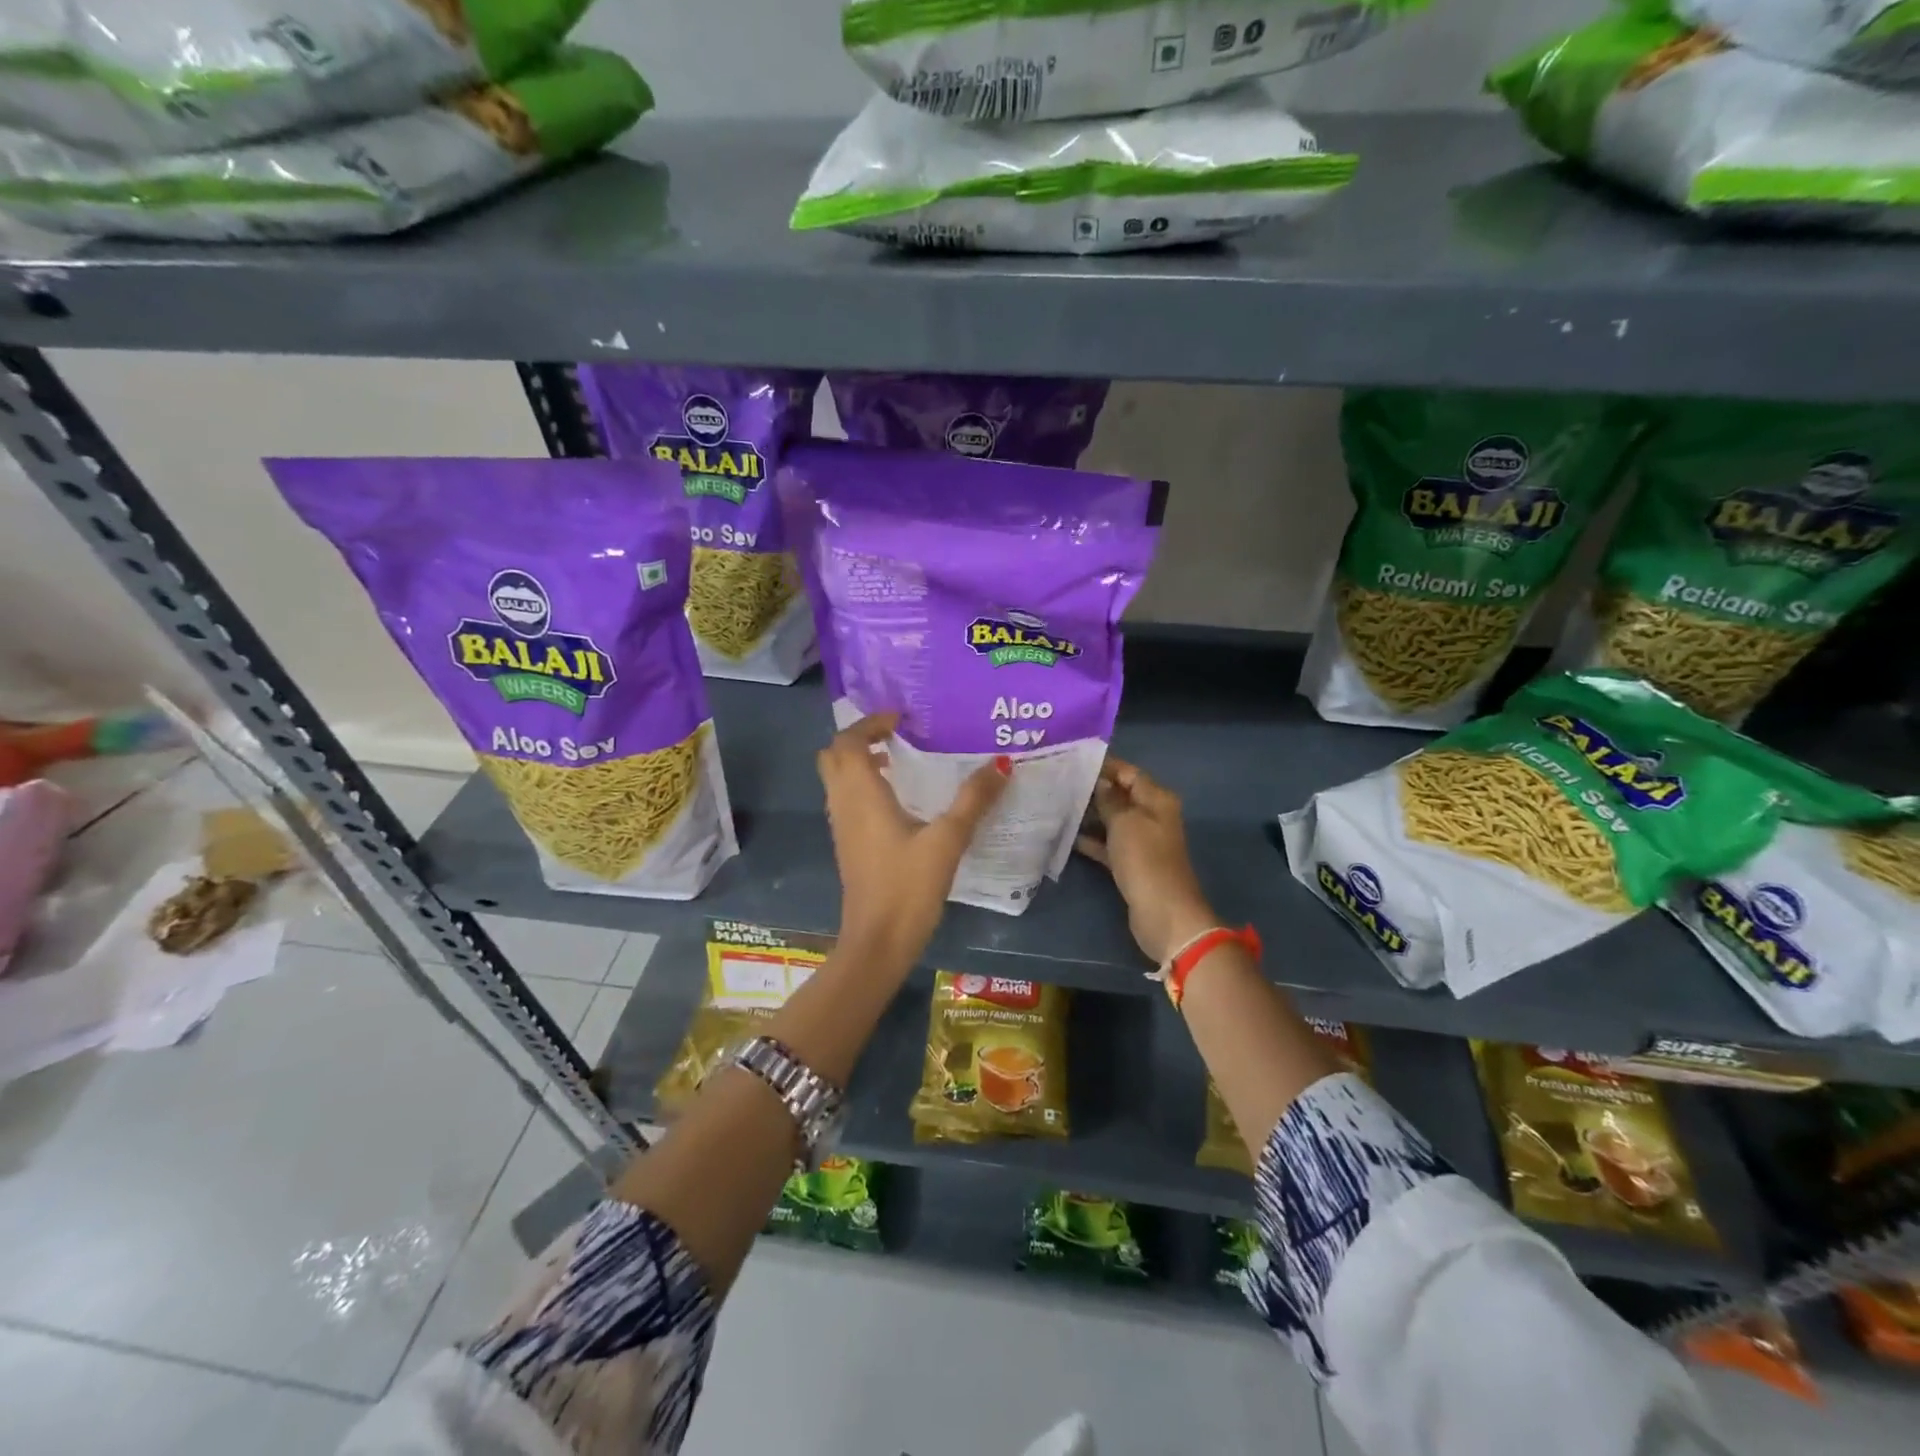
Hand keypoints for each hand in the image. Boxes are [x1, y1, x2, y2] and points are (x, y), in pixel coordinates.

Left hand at [818, 713, 1009, 971]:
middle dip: (860, 738)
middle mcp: (843, 804)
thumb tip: (1001, 764)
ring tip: (901, 761)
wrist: (877, 942)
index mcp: (861, 794)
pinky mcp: (848, 846)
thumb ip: (974, 800)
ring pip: (838, 779)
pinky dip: (864, 786)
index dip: (871, 723)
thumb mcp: (948, 840)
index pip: (849, 741)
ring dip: (861, 762)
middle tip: (897, 736)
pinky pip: (847, 801)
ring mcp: (842, 827)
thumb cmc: (907, 887)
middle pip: (835, 756)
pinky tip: (899, 802)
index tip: (903, 719)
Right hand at [1077, 757, 1217, 963]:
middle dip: (1092, 789)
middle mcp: (1152, 815)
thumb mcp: (1125, 822)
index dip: (1103, 765)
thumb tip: (1099, 783)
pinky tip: (1066, 836)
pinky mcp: (1131, 863)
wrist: (1163, 913)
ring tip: (1056, 804)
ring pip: (1112, 819)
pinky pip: (1108, 844)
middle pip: (1120, 794)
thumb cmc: (1145, 860)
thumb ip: (1110, 800)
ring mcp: (1142, 840)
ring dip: (1089, 814)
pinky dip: (1091, 840)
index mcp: (1157, 799)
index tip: (1072, 760)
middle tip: (1058, 782)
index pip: (1129, 772)